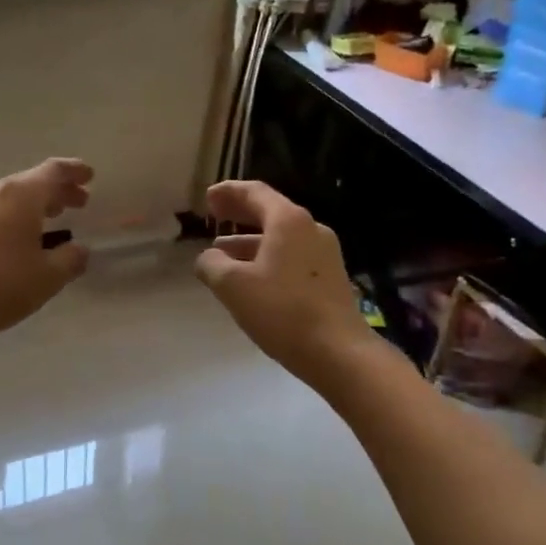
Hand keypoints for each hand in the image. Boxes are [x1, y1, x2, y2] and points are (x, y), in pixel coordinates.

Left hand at [0, 158, 93, 349]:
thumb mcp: (47, 277)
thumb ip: (70, 260)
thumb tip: (81, 249)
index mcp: (22, 195)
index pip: (53, 171)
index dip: (74, 171)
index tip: (90, 175)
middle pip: (32, 182)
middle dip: (58, 190)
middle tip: (80, 201)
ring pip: (13, 197)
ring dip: (37, 204)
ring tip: (55, 216)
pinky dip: (18, 217)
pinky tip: (22, 238)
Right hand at [194, 181, 375, 383]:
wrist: (338, 352)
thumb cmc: (283, 311)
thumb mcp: (233, 286)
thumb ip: (213, 264)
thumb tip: (208, 258)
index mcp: (289, 221)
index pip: (255, 193)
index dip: (229, 192)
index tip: (208, 198)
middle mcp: (311, 229)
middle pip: (270, 212)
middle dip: (240, 213)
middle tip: (215, 215)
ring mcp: (324, 254)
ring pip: (280, 238)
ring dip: (250, 241)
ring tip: (222, 253)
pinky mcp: (329, 278)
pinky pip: (292, 256)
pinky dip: (267, 258)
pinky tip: (251, 278)